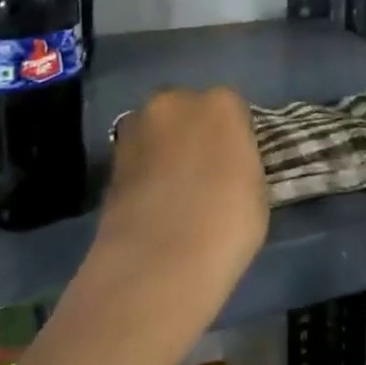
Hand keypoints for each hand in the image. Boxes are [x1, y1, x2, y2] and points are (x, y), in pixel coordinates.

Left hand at [94, 88, 269, 298]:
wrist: (158, 263)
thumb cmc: (227, 223)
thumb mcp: (256, 188)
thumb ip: (240, 161)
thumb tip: (227, 165)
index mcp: (221, 103)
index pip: (232, 108)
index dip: (234, 136)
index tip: (236, 163)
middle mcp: (175, 102)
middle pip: (188, 109)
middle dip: (193, 132)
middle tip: (203, 171)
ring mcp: (136, 127)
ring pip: (157, 130)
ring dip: (164, 148)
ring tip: (174, 189)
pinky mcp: (109, 158)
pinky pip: (136, 156)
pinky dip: (143, 170)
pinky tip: (152, 201)